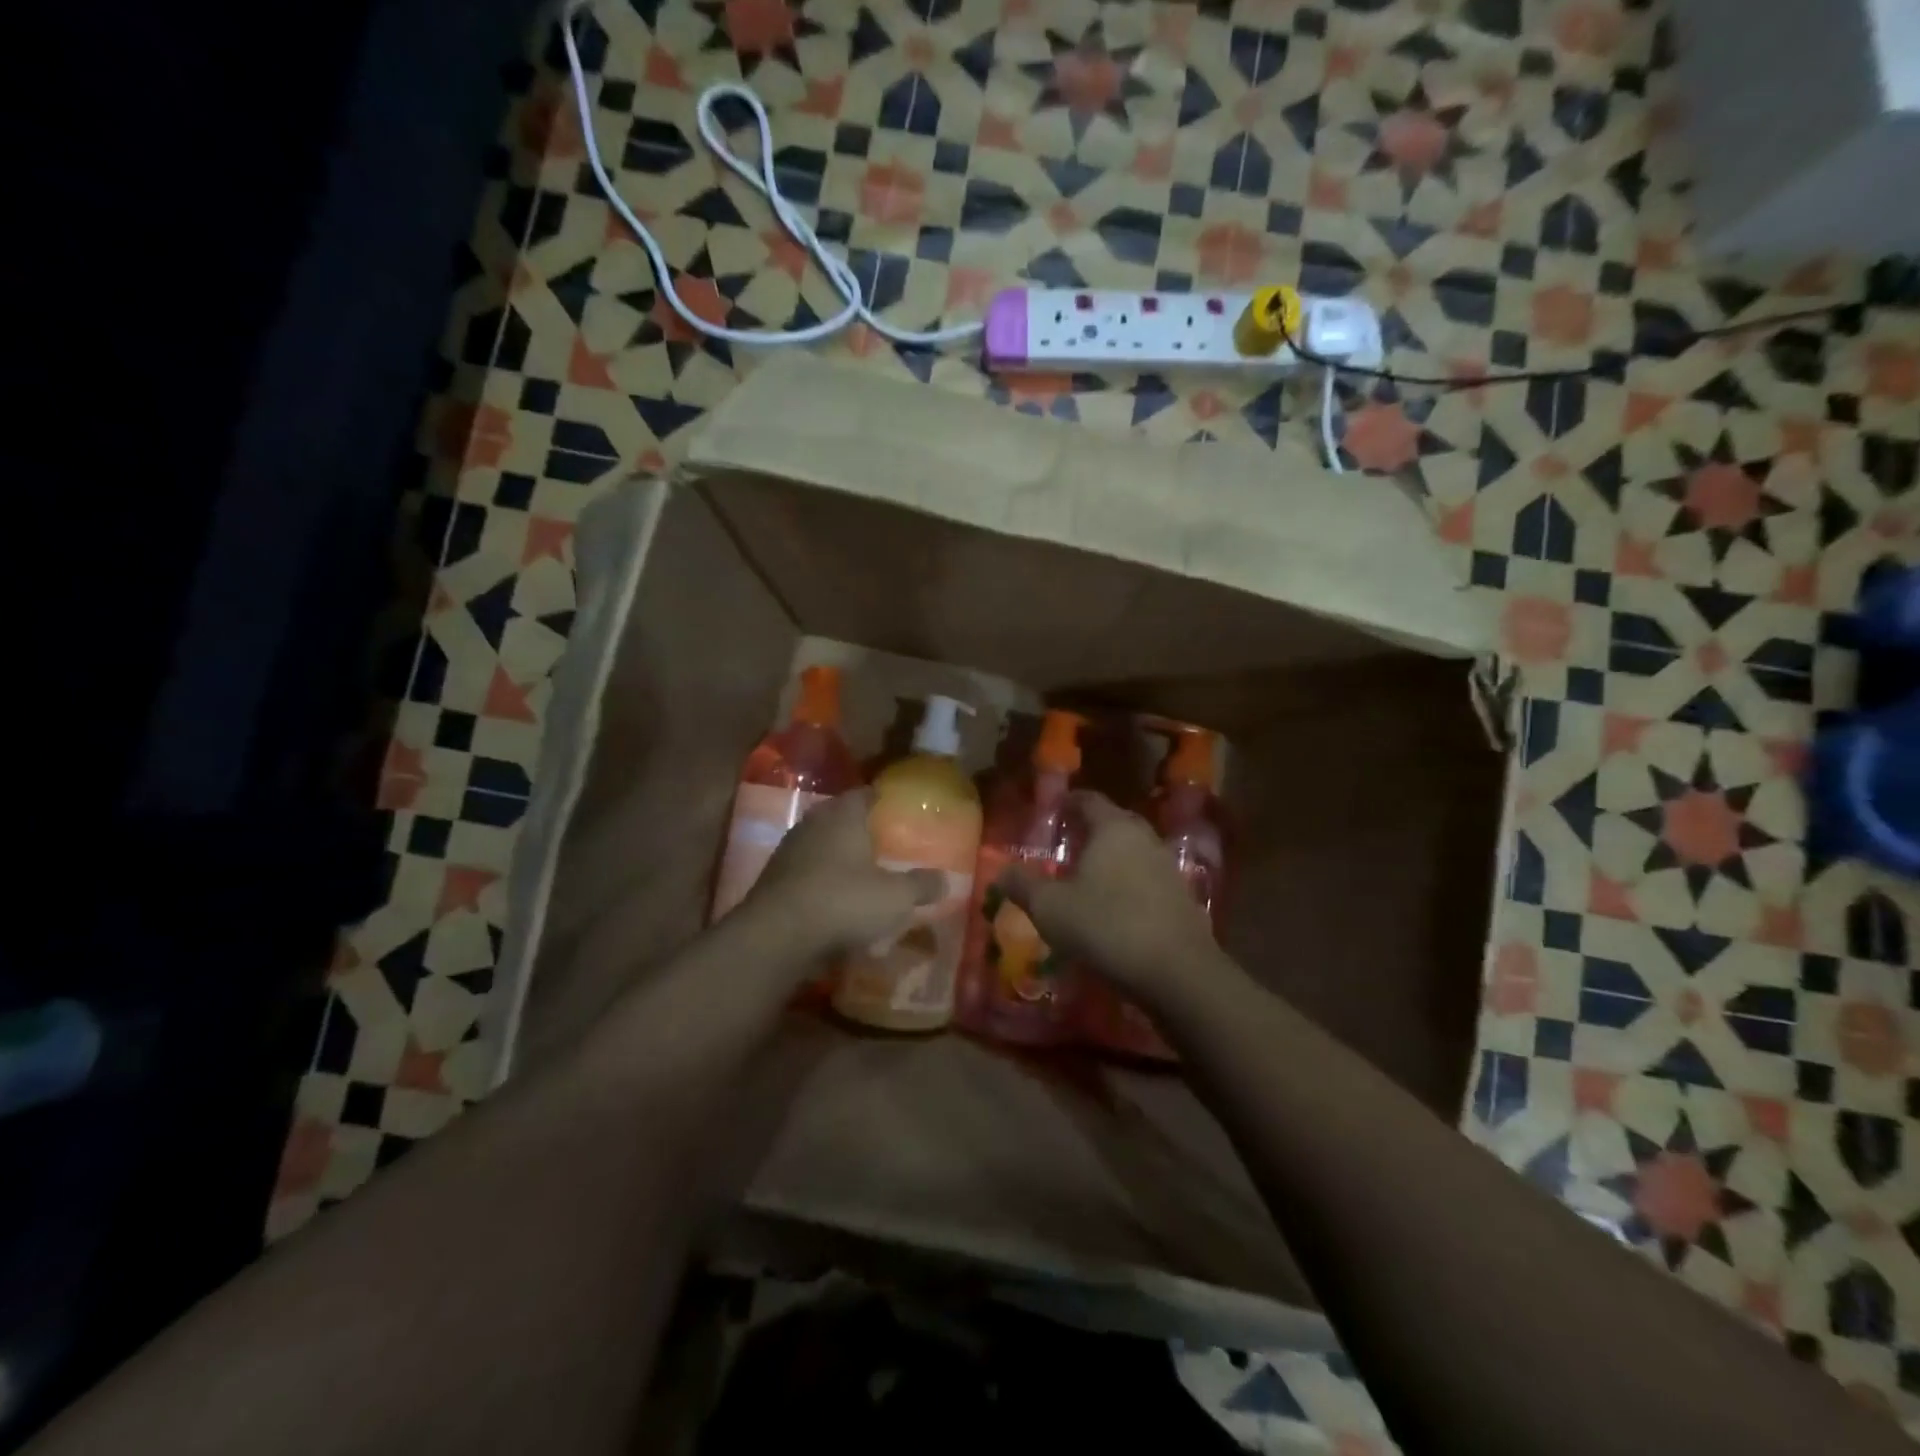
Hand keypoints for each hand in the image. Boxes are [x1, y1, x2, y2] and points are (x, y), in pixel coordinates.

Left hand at [741, 788, 944, 957]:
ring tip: (863, 874)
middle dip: (862, 830)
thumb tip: (945, 879)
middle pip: (841, 818)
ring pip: (822, 846)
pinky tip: (836, 902)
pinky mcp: (773, 880)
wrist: (775, 937)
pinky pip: (807, 873)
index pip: (866, 793)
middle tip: (886, 844)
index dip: (883, 800)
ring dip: (840, 857)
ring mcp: (789, 851)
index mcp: (843, 815)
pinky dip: (822, 882)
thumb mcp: (895, 898)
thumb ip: (921, 885)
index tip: (899, 810)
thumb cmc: (842, 902)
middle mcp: (813, 823)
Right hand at [998, 792, 1228, 1010]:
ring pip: (1132, 851)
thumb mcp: (1050, 908)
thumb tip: (1001, 871)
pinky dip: (1127, 884)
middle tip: (1065, 844)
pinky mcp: (1181, 896)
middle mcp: (1144, 838)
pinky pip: (1146, 878)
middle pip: (1113, 822)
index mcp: (1113, 828)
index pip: (1088, 800)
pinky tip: (1113, 907)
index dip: (1067, 803)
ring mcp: (1167, 866)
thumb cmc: (1106, 926)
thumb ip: (1022, 885)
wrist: (1177, 972)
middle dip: (1089, 830)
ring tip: (1086, 878)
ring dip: (1110, 859)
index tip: (1051, 812)